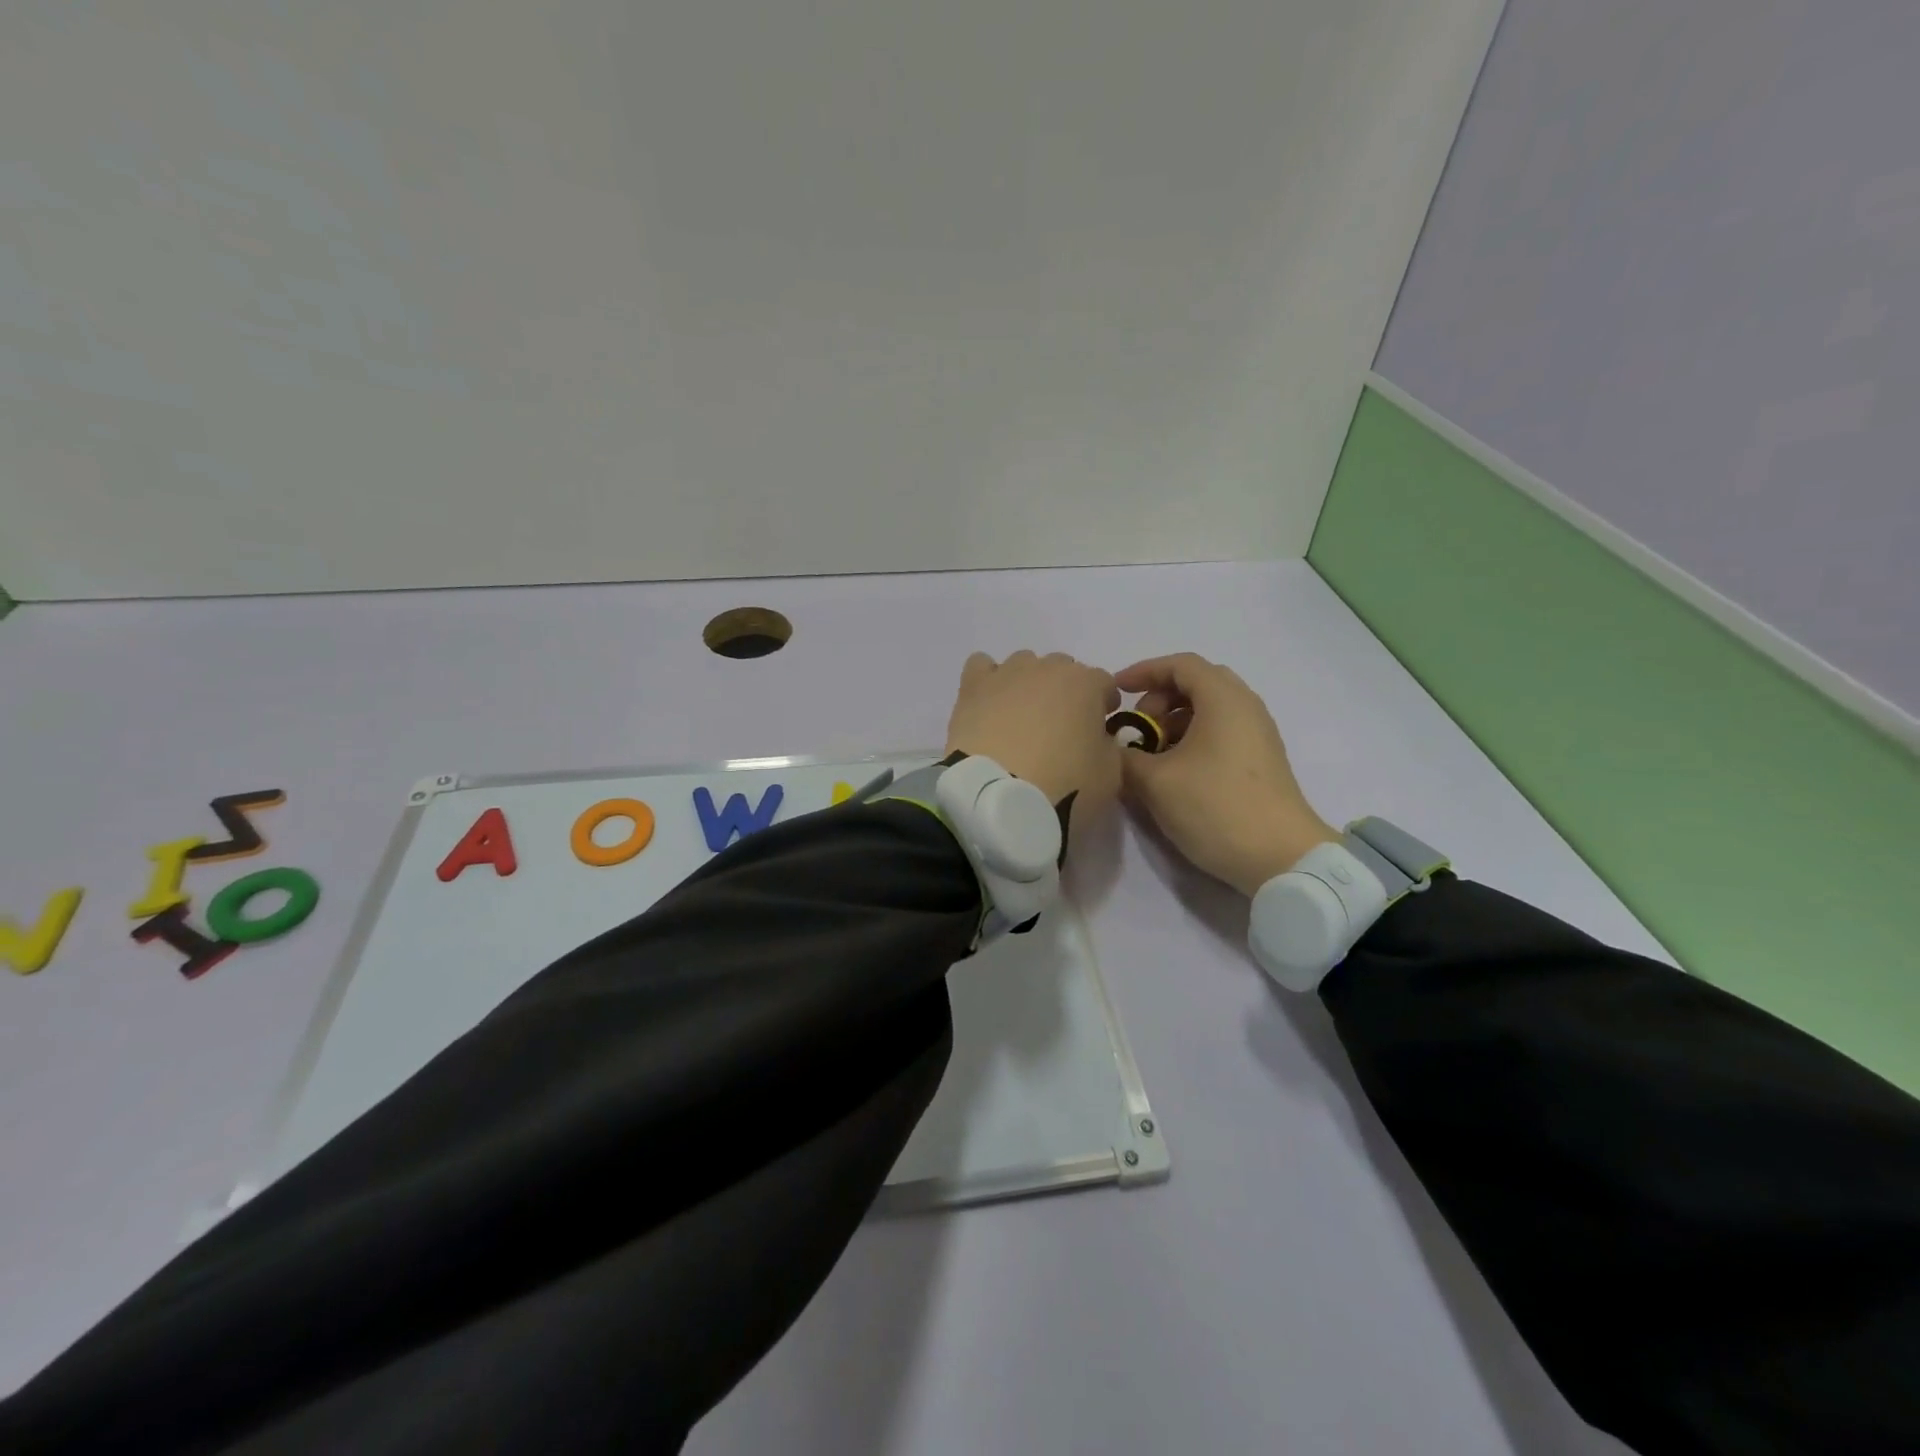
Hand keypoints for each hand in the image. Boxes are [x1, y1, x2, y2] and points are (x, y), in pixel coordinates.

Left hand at [945, 651, 1123, 810]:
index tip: (1099, 728)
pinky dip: (988, 681)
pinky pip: (981, 666)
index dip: (1104, 704)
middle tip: (1059, 728)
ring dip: (1028, 684)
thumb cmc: (1064, 786)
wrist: (1000, 797)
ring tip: (1020, 718)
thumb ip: (1109, 747)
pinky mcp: (973, 687)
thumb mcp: (1110, 775)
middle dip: (1066, 692)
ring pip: (1024, 664)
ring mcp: (1007, 673)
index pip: (1104, 683)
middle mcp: (1047, 668)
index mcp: (1087, 684)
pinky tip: (989, 704)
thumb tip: (1097, 739)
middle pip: (1063, 669)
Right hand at [1115, 653, 1338, 895]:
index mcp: (1223, 699)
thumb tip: (1116, 749)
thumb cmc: (1215, 807)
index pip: (1180, 664)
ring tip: (1151, 754)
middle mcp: (1245, 707)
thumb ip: (1125, 757)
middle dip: (1159, 698)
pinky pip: (1222, 732)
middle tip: (1137, 727)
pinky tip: (1175, 771)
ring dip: (1175, 721)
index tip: (1116, 691)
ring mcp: (1258, 734)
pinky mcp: (1261, 761)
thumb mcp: (1156, 782)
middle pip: (1197, 683)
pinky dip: (1193, 738)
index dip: (1143, 671)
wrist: (1280, 857)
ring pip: (1209, 710)